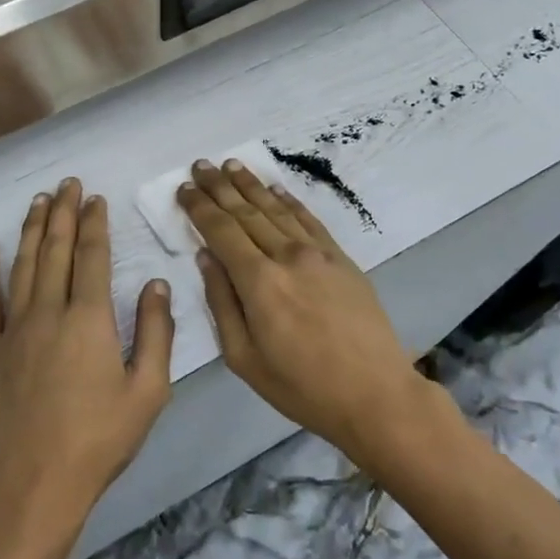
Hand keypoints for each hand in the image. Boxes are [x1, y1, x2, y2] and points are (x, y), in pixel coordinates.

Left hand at [0, 178, 174, 530]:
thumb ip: (156, 332)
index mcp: (90, 319)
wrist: (37, 482)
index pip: (92, 256)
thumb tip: (157, 283)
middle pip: (56, 250)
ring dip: (31, 230)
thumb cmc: (100, 438)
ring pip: (23, 265)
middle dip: (63, 213)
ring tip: (38, 201)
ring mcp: (14, 329)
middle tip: (68, 184)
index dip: (94, 224)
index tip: (95, 199)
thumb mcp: (148, 390)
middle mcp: (49, 311)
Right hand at [178, 159, 425, 461]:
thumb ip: (221, 303)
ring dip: (251, 185)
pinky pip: (309, 220)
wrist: (375, 394)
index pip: (221, 231)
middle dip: (220, 187)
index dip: (200, 207)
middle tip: (201, 164)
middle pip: (246, 212)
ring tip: (232, 165)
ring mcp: (318, 254)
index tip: (184, 188)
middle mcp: (287, 257)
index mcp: (259, 282)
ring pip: (276, 209)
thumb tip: (205, 257)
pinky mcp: (341, 258)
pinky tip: (275, 188)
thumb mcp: (244, 358)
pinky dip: (289, 201)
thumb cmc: (302, 386)